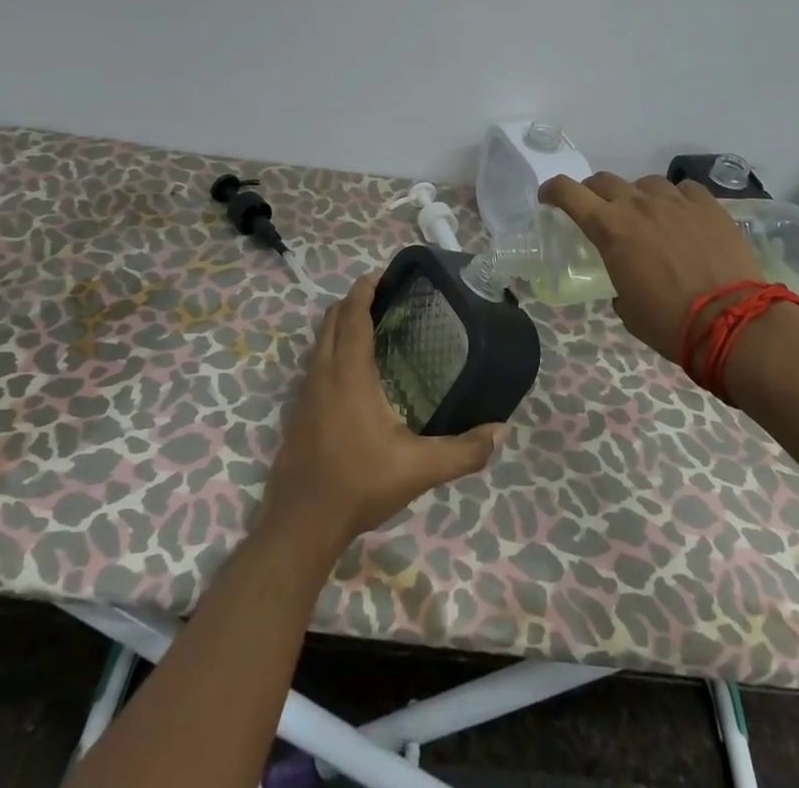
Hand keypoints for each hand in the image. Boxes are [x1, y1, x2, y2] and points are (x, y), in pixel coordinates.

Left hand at [259, 271, 504, 559]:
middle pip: (332, 320)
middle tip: (383, 296)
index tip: (382, 274)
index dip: (365, 289)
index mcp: (349, 374)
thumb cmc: (359, 484)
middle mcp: (323, 373)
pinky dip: (331, 349)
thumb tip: (501, 432)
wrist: (301, 525)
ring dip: (340, 324)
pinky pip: (314, 363)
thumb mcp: (419, 469)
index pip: (353, 315)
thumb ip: (463, 451)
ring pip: (319, 341)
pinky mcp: (297, 413)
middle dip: (353, 301)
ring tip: (369, 326)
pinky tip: (352, 372)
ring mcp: (304, 393)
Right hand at [539, 172, 763, 361]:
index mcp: (611, 229)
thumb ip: (619, 285)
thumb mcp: (628, 310)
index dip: (553, 189)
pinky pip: (685, 190)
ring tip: (648, 216)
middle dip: (594, 192)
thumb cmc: (670, 323)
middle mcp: (639, 205)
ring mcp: (676, 201)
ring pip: (647, 183)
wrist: (733, 322)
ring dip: (638, 196)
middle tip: (598, 210)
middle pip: (605, 182)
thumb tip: (626, 285)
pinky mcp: (709, 206)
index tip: (548, 196)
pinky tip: (684, 216)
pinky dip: (677, 200)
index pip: (569, 193)